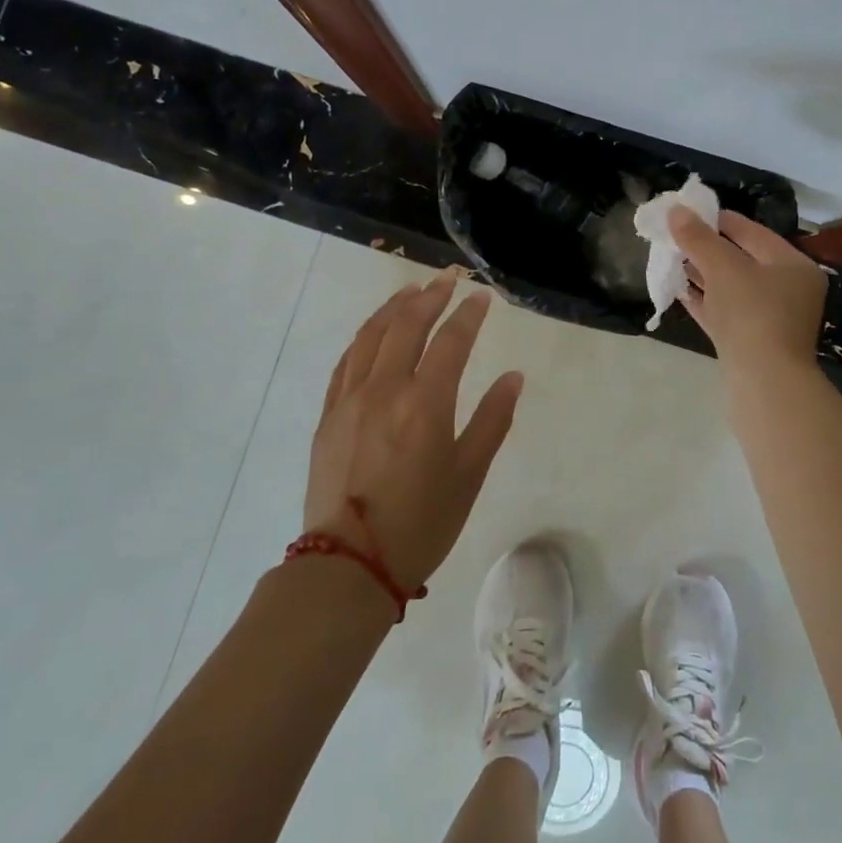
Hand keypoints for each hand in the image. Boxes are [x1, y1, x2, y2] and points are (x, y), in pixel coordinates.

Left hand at [305, 273, 523, 589]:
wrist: (350, 563)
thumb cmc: (422, 523)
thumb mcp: (469, 475)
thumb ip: (492, 420)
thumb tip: (513, 377)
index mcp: (425, 403)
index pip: (450, 341)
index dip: (469, 315)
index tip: (482, 297)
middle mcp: (384, 390)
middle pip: (406, 326)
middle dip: (430, 296)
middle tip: (449, 279)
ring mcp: (350, 399)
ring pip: (370, 336)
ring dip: (393, 308)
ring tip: (411, 290)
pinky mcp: (328, 415)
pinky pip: (346, 361)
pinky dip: (364, 337)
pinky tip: (373, 332)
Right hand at [669, 208, 827, 379]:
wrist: (764, 382)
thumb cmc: (752, 313)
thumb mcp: (723, 267)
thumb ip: (698, 238)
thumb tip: (675, 210)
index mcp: (792, 265)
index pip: (752, 231)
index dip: (718, 219)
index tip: (687, 212)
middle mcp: (787, 289)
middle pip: (741, 259)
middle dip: (706, 248)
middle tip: (674, 236)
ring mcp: (769, 318)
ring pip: (731, 287)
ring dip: (702, 274)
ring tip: (671, 259)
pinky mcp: (750, 342)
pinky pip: (724, 312)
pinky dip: (703, 300)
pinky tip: (678, 290)